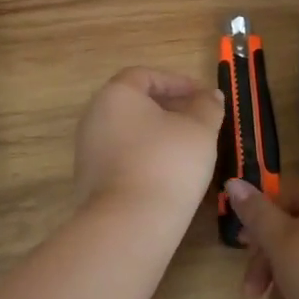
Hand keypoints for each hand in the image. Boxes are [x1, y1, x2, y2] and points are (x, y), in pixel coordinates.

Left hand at [73, 67, 223, 219]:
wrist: (129, 223)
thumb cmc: (167, 162)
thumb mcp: (200, 130)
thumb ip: (207, 107)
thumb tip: (210, 95)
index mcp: (116, 95)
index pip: (146, 76)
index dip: (177, 82)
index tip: (202, 97)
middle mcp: (94, 117)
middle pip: (134, 103)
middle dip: (168, 108)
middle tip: (198, 121)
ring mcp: (88, 150)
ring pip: (128, 132)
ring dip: (157, 134)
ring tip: (188, 149)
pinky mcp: (89, 181)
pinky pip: (122, 157)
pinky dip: (144, 157)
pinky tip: (167, 174)